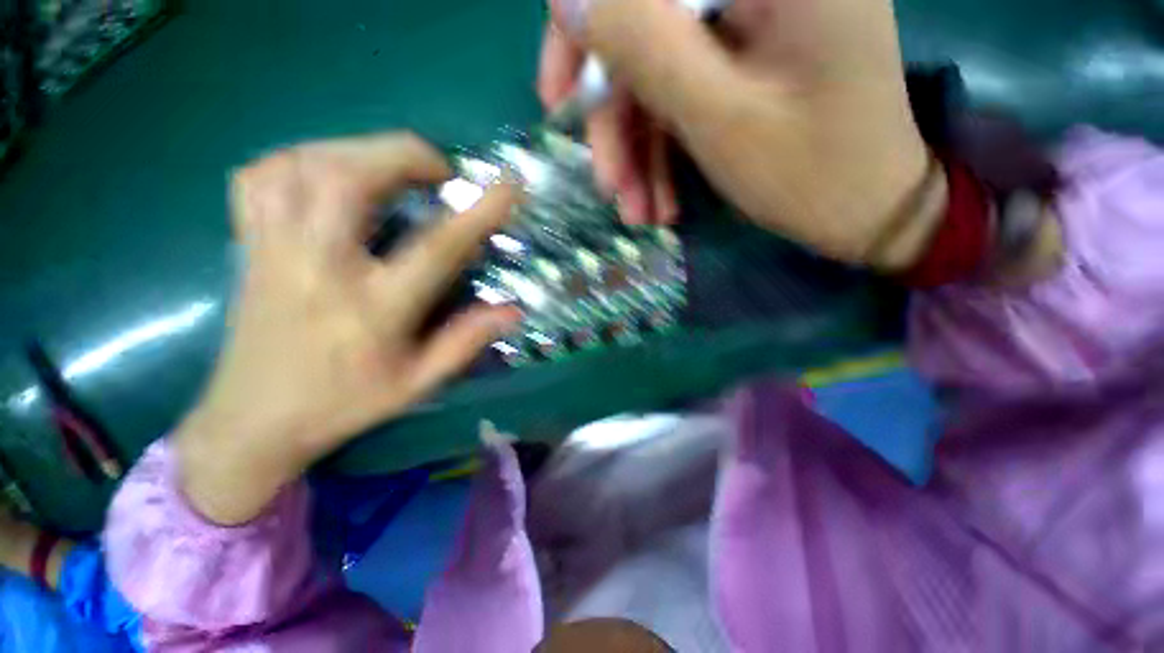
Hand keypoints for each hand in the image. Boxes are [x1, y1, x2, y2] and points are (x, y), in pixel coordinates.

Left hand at [176, 134, 521, 524]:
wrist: (254, 420)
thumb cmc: (345, 402)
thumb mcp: (418, 382)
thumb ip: (467, 341)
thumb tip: (513, 310)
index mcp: (373, 308)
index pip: (437, 247)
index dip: (479, 211)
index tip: (509, 185)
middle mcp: (319, 267)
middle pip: (349, 178)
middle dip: (404, 154)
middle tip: (439, 169)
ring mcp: (274, 250)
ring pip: (302, 164)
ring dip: (357, 149)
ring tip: (391, 165)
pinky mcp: (248, 245)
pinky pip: (260, 176)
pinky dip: (300, 158)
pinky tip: (328, 172)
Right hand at [538, 0, 944, 268]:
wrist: (866, 213)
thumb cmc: (810, 173)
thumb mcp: (718, 117)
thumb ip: (644, 46)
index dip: (586, 26)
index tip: (559, 98)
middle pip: (643, 26)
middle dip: (615, 116)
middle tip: (607, 184)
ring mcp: (752, 23)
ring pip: (658, 73)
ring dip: (638, 151)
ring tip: (639, 212)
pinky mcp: (746, 62)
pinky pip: (682, 95)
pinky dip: (663, 151)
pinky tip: (660, 201)